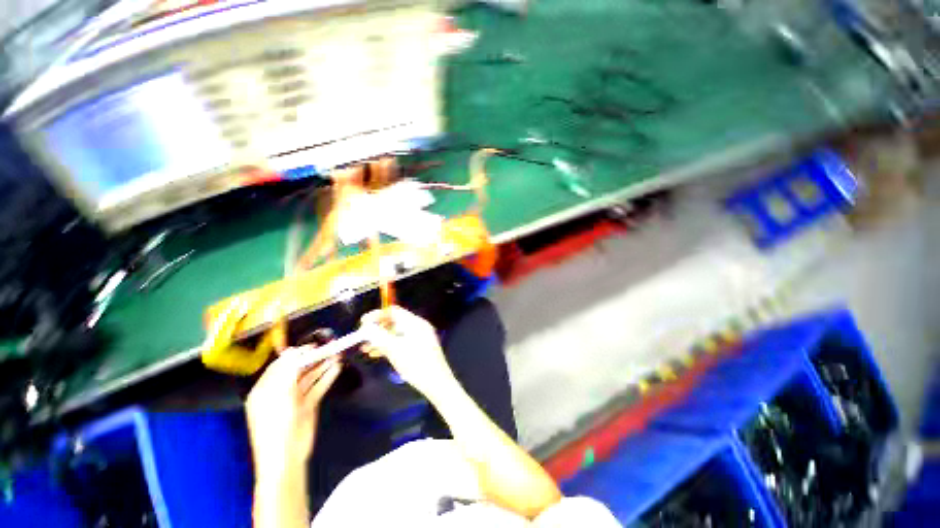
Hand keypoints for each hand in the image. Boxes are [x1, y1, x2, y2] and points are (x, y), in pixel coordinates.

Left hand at [245, 347, 341, 480]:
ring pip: (309, 378)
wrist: (285, 457)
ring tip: (337, 355)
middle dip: (312, 359)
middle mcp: (279, 392)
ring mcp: (294, 399)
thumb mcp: (278, 395)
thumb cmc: (276, 424)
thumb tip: (294, 352)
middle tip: (329, 348)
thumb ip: (286, 372)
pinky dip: (326, 378)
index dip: (296, 354)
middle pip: (297, 370)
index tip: (313, 345)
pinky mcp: (307, 406)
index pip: (280, 366)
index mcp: (265, 390)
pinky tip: (337, 369)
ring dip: (322, 367)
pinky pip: (317, 388)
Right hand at [361, 306, 455, 399]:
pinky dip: (389, 345)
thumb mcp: (395, 350)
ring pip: (396, 333)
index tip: (362, 323)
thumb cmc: (416, 364)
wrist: (437, 383)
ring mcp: (420, 337)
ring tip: (365, 349)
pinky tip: (377, 354)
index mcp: (415, 322)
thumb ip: (379, 336)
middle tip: (362, 337)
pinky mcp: (419, 347)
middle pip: (394, 321)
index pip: (394, 311)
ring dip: (381, 339)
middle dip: (377, 328)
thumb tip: (366, 328)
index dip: (377, 315)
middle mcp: (418, 326)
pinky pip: (401, 341)